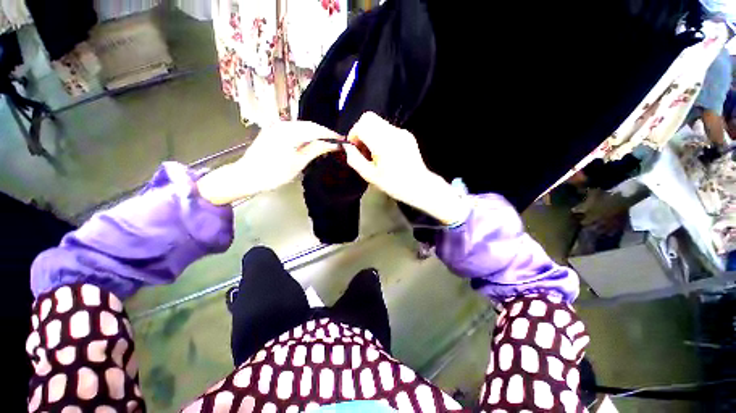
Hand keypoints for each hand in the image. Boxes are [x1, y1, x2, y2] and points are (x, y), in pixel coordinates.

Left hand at [198, 121, 339, 204]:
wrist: (246, 176)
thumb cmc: (274, 173)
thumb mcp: (298, 163)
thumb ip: (316, 150)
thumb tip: (333, 145)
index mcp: (290, 132)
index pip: (316, 129)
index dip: (330, 134)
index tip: (343, 140)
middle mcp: (283, 124)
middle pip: (309, 125)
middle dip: (324, 133)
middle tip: (337, 142)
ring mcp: (276, 126)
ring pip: (302, 127)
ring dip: (315, 133)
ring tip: (326, 142)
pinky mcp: (273, 131)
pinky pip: (294, 129)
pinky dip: (305, 134)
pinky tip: (311, 141)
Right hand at [344, 112, 470, 224]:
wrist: (419, 185)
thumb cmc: (393, 184)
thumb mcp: (370, 175)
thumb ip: (355, 159)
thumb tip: (347, 148)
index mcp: (382, 143)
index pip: (362, 124)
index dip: (354, 134)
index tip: (355, 147)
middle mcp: (393, 133)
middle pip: (369, 118)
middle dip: (361, 130)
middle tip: (362, 148)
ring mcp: (402, 132)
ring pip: (379, 122)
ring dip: (371, 133)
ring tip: (374, 152)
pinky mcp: (408, 135)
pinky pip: (389, 128)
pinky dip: (381, 136)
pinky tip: (385, 152)